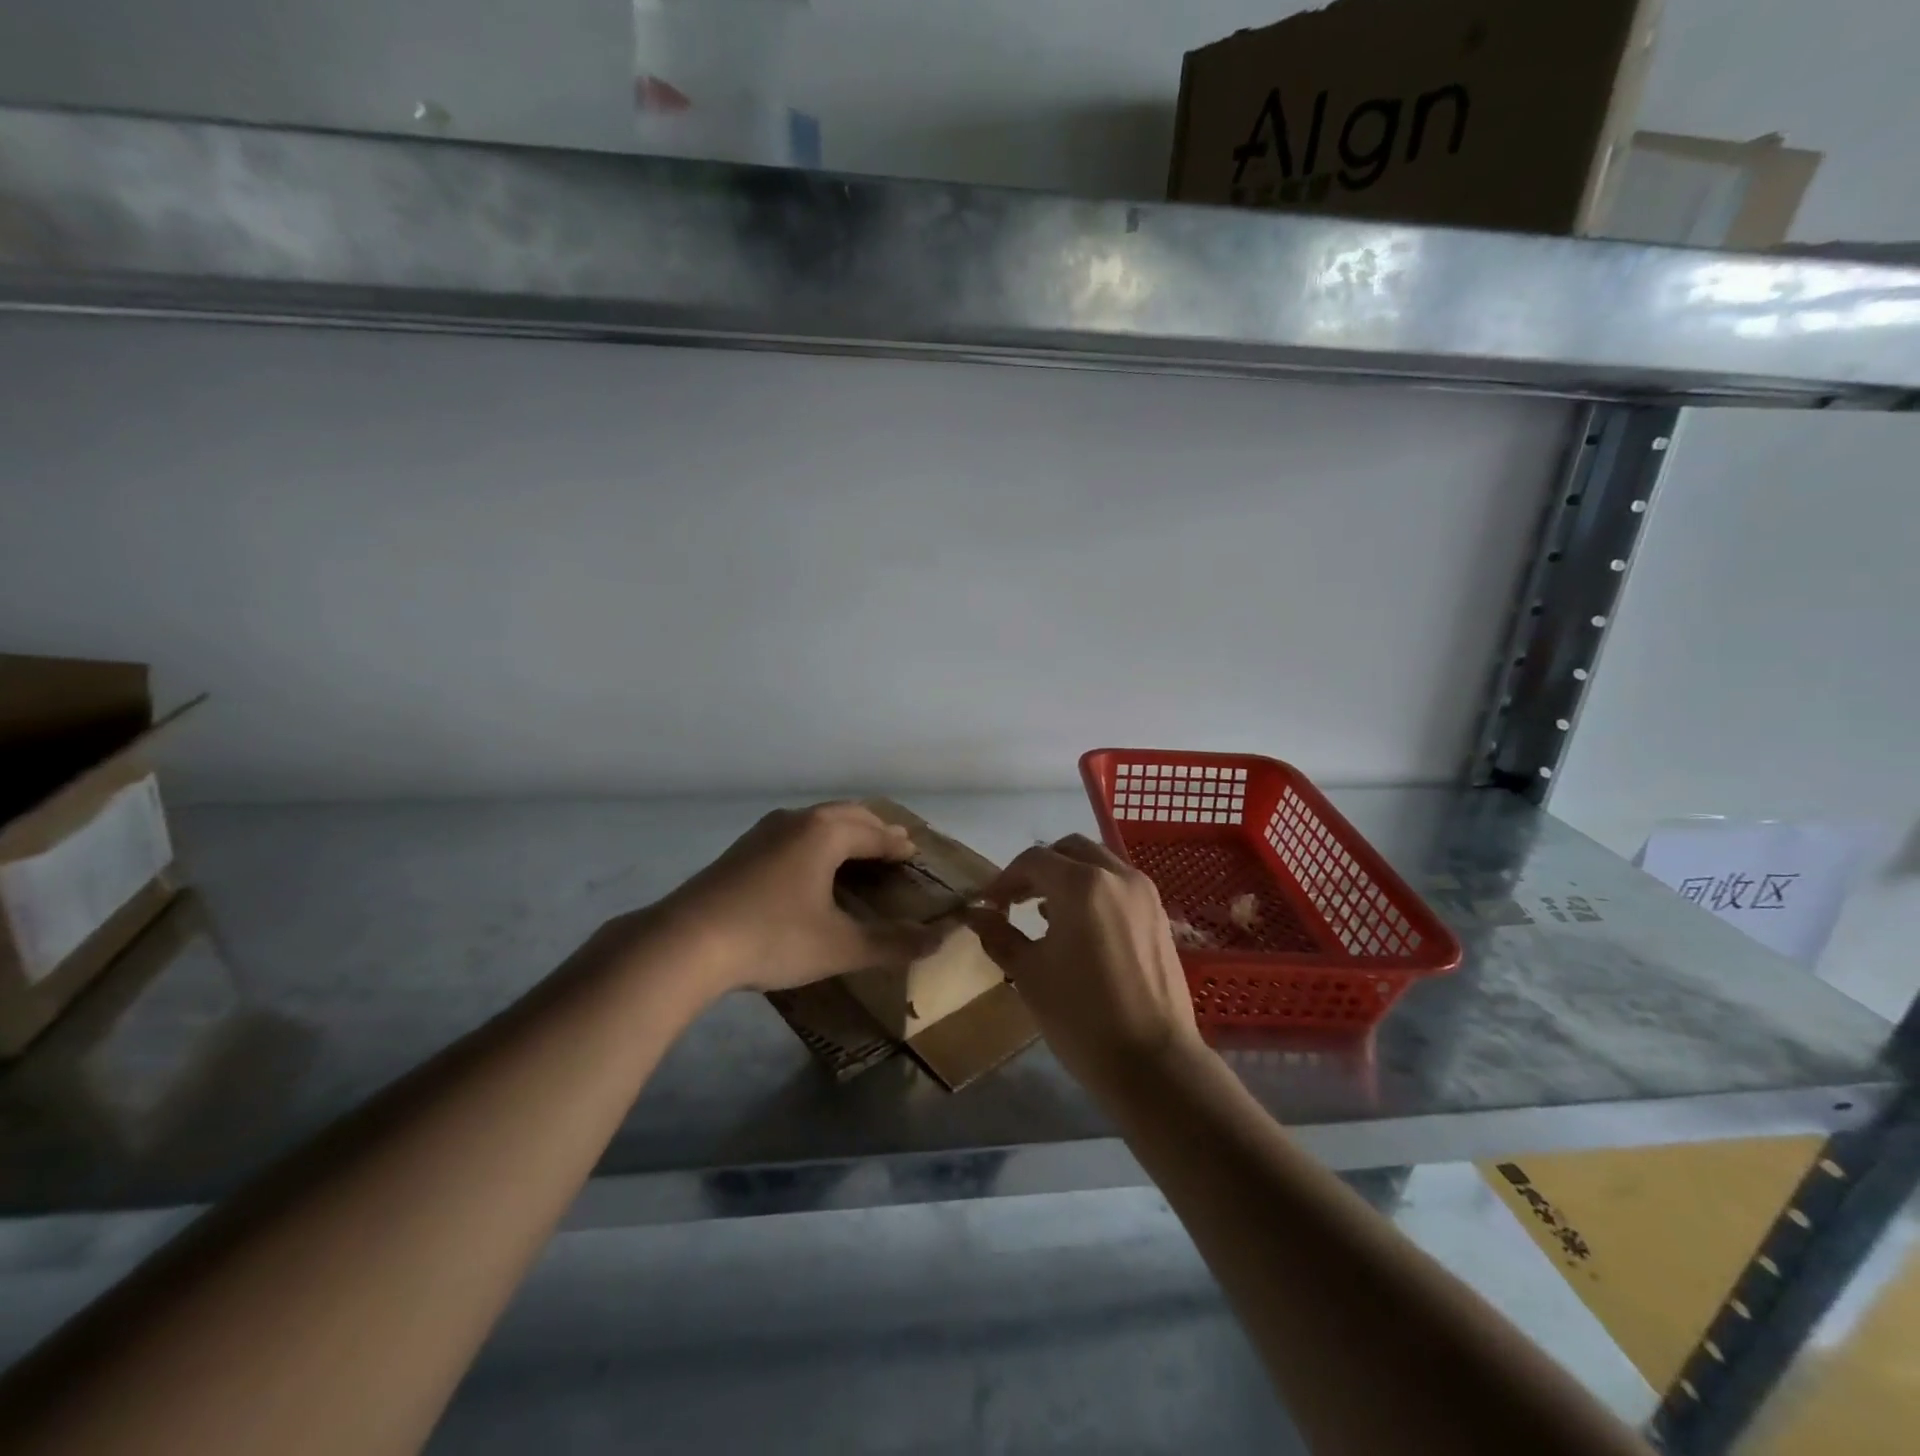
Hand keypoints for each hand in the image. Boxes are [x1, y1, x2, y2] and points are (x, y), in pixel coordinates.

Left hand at [656, 802, 944, 995]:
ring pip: (817, 821)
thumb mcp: (839, 946)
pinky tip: (810, 866)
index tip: (916, 852)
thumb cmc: (772, 937)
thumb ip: (891, 943)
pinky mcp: (742, 850)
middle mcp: (797, 820)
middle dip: (874, 829)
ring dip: (844, 832)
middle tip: (894, 845)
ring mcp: (764, 832)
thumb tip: (939, 940)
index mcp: (826, 833)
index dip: (899, 845)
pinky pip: (794, 833)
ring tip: (857, 851)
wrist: (685, 943)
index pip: (875, 833)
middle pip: (847, 815)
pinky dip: (817, 841)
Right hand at [965, 834, 1203, 1095]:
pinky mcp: (1158, 914)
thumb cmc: (1081, 1017)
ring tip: (1043, 913)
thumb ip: (999, 935)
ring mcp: (1143, 893)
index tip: (988, 904)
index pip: (1033, 861)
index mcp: (1081, 884)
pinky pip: (1118, 884)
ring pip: (1097, 863)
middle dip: (1038, 868)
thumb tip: (975, 915)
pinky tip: (1079, 926)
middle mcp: (1116, 875)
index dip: (1004, 879)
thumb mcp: (1029, 974)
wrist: (1153, 1063)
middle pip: (1069, 850)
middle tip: (1015, 900)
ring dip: (1068, 876)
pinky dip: (1094, 890)